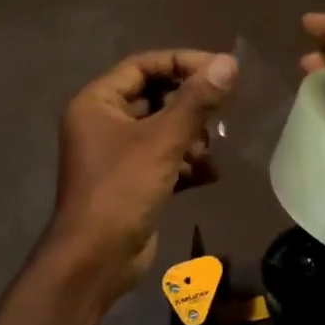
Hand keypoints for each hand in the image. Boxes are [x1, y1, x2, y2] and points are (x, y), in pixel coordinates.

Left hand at [44, 49, 238, 298]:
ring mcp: (117, 154)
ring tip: (208, 152)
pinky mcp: (132, 182)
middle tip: (222, 111)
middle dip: (190, 106)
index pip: (143, 65)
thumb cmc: (121, 191)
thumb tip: (228, 63)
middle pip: (156, 97)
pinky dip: (186, 164)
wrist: (95, 261)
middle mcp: (104, 123)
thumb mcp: (162, 141)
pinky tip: (209, 174)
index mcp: (97, 102)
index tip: (220, 70)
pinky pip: (164, 159)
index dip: (182, 63)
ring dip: (191, 137)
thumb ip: (196, 101)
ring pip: (163, 130)